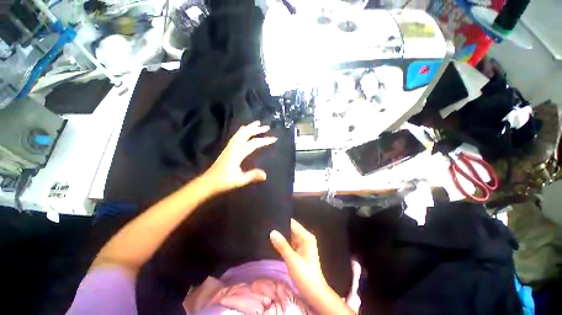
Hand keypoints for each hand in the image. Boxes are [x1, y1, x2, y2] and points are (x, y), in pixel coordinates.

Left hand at [203, 121, 276, 193]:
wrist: (207, 182)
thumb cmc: (223, 182)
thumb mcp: (239, 181)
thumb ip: (252, 176)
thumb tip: (265, 175)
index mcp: (237, 154)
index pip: (253, 144)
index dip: (264, 141)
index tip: (274, 139)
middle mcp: (233, 148)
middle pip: (245, 134)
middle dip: (256, 129)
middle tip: (267, 127)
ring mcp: (229, 147)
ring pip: (239, 133)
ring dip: (249, 127)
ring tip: (257, 123)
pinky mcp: (227, 149)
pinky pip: (236, 136)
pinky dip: (242, 131)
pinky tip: (244, 130)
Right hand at [270, 219, 328, 299]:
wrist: (315, 293)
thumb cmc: (305, 275)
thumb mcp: (292, 260)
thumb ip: (282, 245)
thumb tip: (272, 232)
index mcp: (306, 236)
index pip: (293, 223)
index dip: (283, 221)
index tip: (271, 219)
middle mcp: (305, 238)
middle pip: (291, 229)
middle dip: (281, 229)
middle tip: (267, 227)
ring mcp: (303, 244)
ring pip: (290, 236)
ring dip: (282, 236)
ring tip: (268, 233)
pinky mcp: (300, 251)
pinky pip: (290, 243)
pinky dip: (284, 243)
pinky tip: (274, 243)